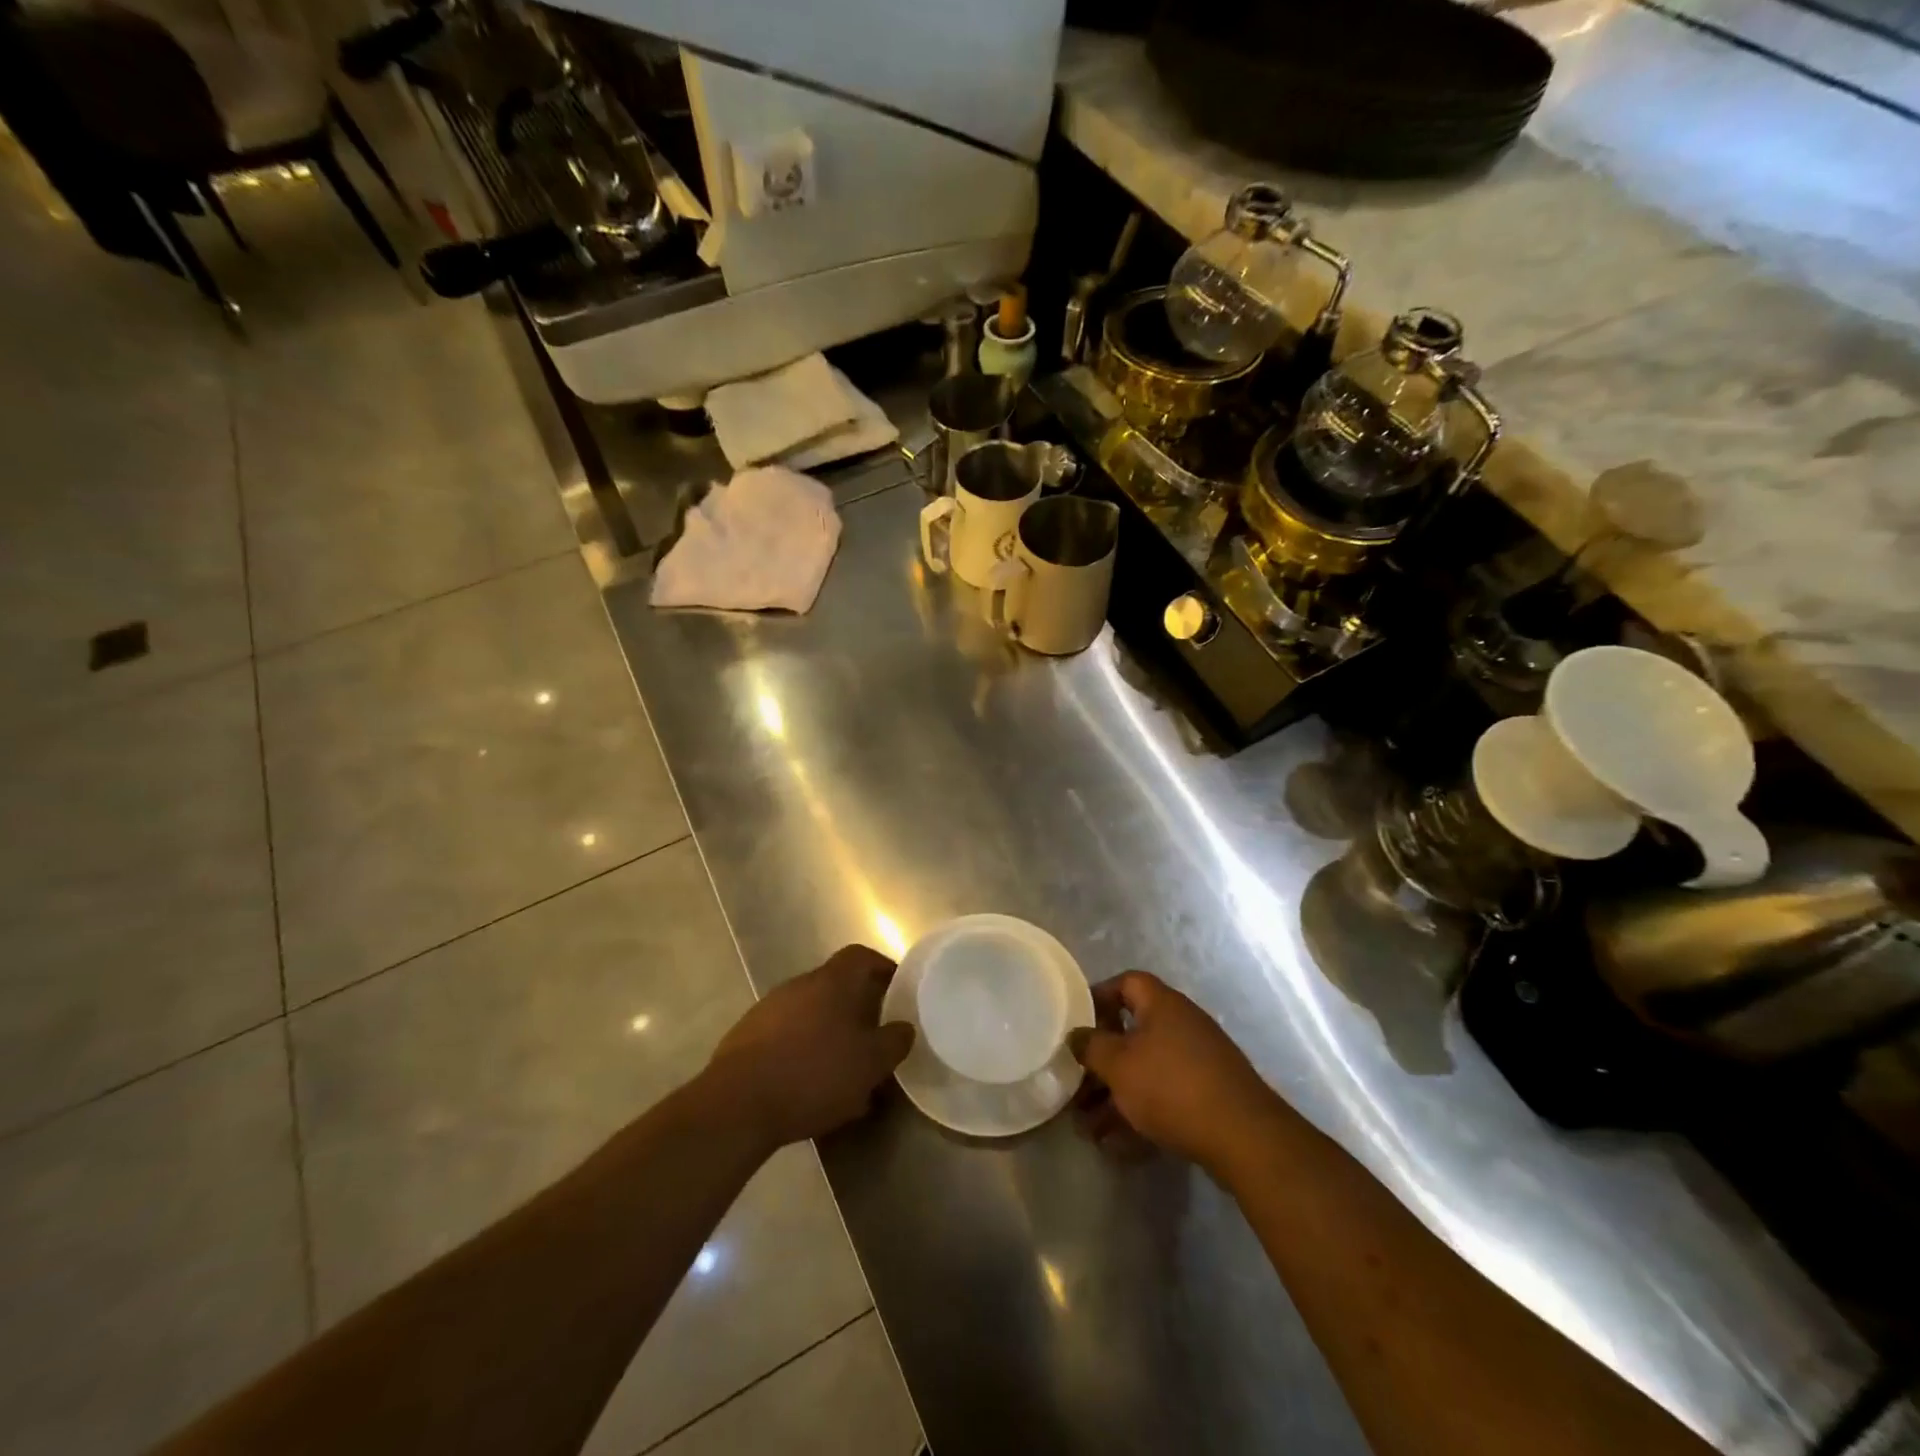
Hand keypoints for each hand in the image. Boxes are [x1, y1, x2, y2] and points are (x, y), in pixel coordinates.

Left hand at [705, 945, 913, 1149]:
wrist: (736, 1105)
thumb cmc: (813, 1074)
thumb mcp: (869, 1064)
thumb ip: (893, 1042)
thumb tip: (904, 1027)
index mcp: (831, 982)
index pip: (860, 956)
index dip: (881, 967)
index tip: (896, 988)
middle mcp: (798, 985)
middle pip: (834, 986)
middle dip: (856, 1010)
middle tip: (873, 1039)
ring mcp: (768, 1010)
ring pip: (810, 1014)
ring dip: (828, 1035)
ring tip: (844, 1072)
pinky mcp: (745, 1038)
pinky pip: (785, 1037)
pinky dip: (802, 1053)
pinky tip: (809, 1088)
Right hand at [1070, 971, 1285, 1177]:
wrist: (1243, 1137)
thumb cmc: (1171, 1086)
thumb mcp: (1118, 1064)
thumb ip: (1091, 1046)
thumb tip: (1076, 1035)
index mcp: (1162, 1005)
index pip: (1127, 982)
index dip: (1100, 996)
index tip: (1077, 1020)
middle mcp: (1182, 1025)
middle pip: (1132, 1033)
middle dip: (1101, 1062)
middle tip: (1076, 1085)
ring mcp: (1198, 1061)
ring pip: (1145, 1071)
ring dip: (1115, 1096)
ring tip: (1087, 1128)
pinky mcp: (1208, 1096)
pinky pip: (1163, 1096)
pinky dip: (1139, 1114)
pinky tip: (1116, 1146)